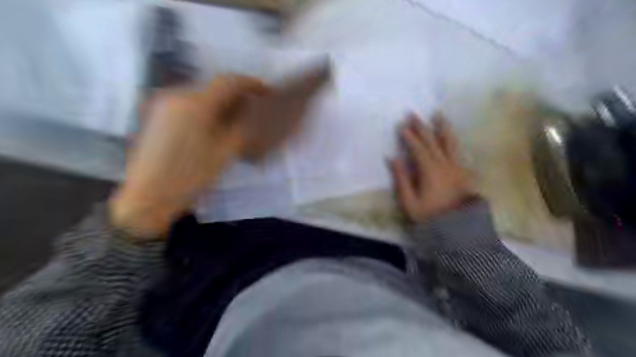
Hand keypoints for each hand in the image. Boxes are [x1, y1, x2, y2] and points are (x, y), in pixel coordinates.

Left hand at [110, 76, 265, 237]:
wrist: (149, 196)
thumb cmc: (192, 176)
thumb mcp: (225, 152)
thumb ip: (243, 126)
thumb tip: (255, 112)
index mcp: (196, 104)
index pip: (229, 82)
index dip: (251, 84)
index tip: (267, 91)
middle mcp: (176, 95)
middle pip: (214, 87)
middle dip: (236, 96)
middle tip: (252, 109)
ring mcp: (163, 104)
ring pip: (201, 95)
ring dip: (221, 103)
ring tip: (234, 119)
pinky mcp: (156, 115)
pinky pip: (187, 104)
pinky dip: (205, 109)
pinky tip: (212, 125)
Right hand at [387, 111, 476, 222]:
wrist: (460, 230)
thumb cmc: (431, 217)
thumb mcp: (410, 202)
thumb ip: (401, 179)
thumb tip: (393, 158)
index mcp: (430, 171)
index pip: (418, 148)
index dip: (409, 136)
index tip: (402, 125)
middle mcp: (446, 165)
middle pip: (433, 141)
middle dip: (422, 127)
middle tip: (413, 114)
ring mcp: (458, 167)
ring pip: (450, 142)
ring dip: (443, 127)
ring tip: (438, 114)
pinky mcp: (466, 172)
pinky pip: (459, 151)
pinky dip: (453, 140)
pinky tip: (450, 136)